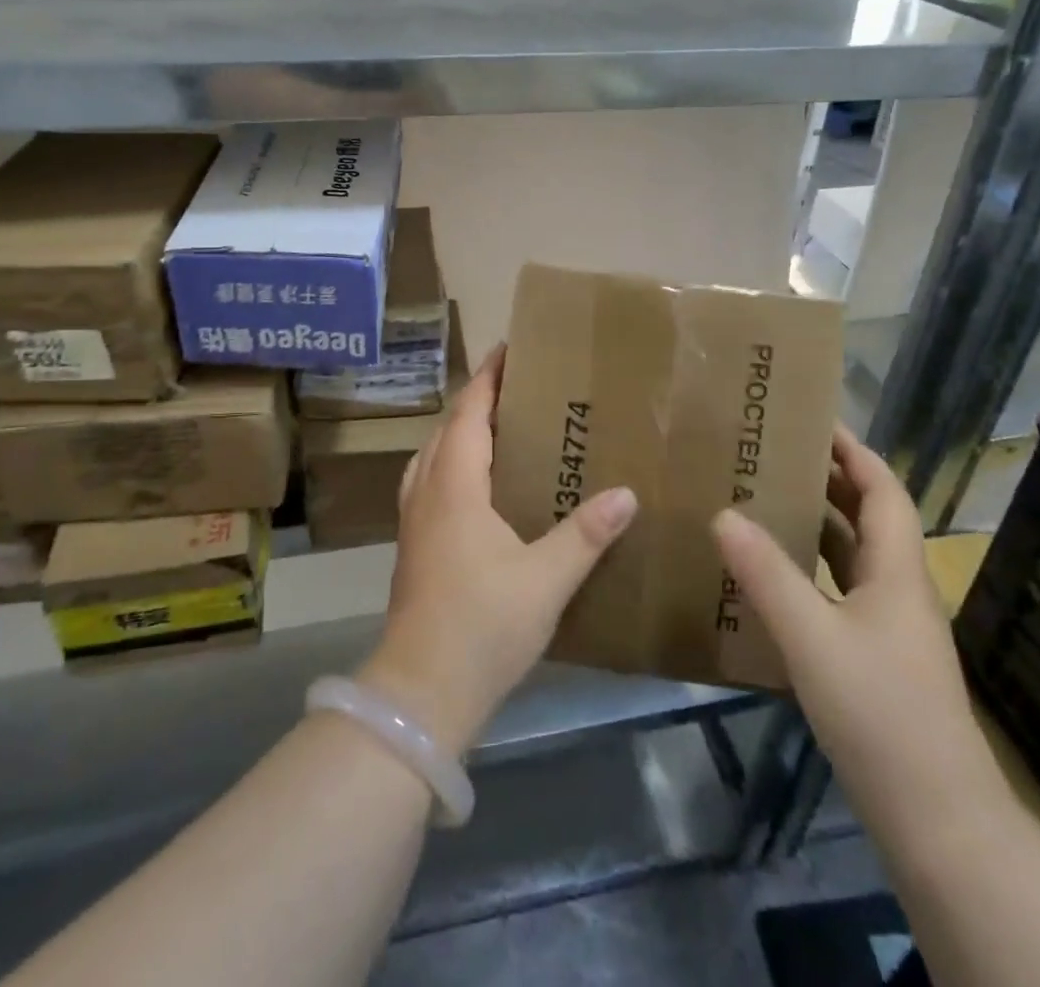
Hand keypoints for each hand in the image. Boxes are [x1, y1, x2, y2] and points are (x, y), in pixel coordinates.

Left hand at [359, 345, 637, 756]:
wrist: (421, 690)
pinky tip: (476, 486)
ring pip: (434, 454)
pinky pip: (430, 481)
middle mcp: (428, 490)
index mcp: (455, 485)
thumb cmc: (483, 625)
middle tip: (518, 388)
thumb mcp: (546, 580)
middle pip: (448, 427)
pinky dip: (451, 463)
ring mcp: (414, 518)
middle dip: (477, 400)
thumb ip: (586, 534)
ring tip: (499, 428)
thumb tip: (626, 494)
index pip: (470, 412)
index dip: (487, 377)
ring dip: (460, 432)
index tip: (509, 349)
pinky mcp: (413, 544)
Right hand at [712, 426, 1000, 830]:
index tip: (812, 421)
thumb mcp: (813, 637)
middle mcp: (898, 591)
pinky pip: (838, 594)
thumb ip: (767, 574)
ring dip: (816, 526)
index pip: (883, 490)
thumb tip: (723, 513)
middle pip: (869, 519)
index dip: (854, 451)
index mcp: (897, 572)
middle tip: (773, 456)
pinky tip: (771, 579)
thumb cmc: (881, 713)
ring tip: (764, 502)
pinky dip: (809, 573)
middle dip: (828, 482)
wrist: (937, 820)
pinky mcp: (874, 661)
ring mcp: (888, 629)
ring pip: (852, 558)